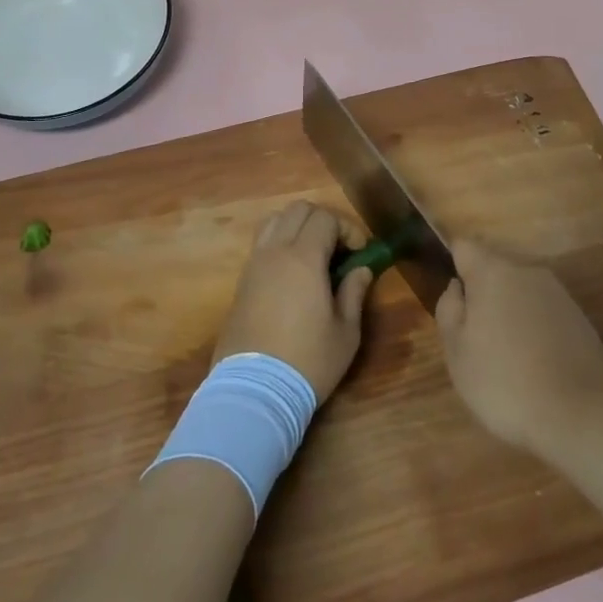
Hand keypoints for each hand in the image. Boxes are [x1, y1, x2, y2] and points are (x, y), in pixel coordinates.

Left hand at [216, 201, 374, 403]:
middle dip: (323, 221)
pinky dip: (279, 244)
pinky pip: (261, 244)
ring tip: (314, 256)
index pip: (325, 218)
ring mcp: (253, 265)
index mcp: (303, 258)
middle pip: (298, 210)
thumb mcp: (345, 332)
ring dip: (297, 228)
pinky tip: (293, 274)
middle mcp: (275, 252)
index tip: (361, 253)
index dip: (348, 229)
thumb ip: (354, 293)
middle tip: (339, 250)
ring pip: (274, 221)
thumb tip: (361, 270)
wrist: (253, 391)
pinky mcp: (241, 282)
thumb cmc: (307, 361)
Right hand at [435, 240, 602, 454]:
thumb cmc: (505, 381)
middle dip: (483, 296)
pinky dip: (535, 331)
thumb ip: (449, 311)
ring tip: (507, 360)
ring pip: (521, 294)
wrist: (582, 414)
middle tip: (475, 340)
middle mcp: (527, 272)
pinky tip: (535, 367)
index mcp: (492, 273)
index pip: (464, 248)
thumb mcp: (457, 353)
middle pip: (495, 272)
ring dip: (510, 315)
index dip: (453, 264)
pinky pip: (544, 315)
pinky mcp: (581, 319)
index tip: (451, 296)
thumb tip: (456, 287)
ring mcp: (558, 295)